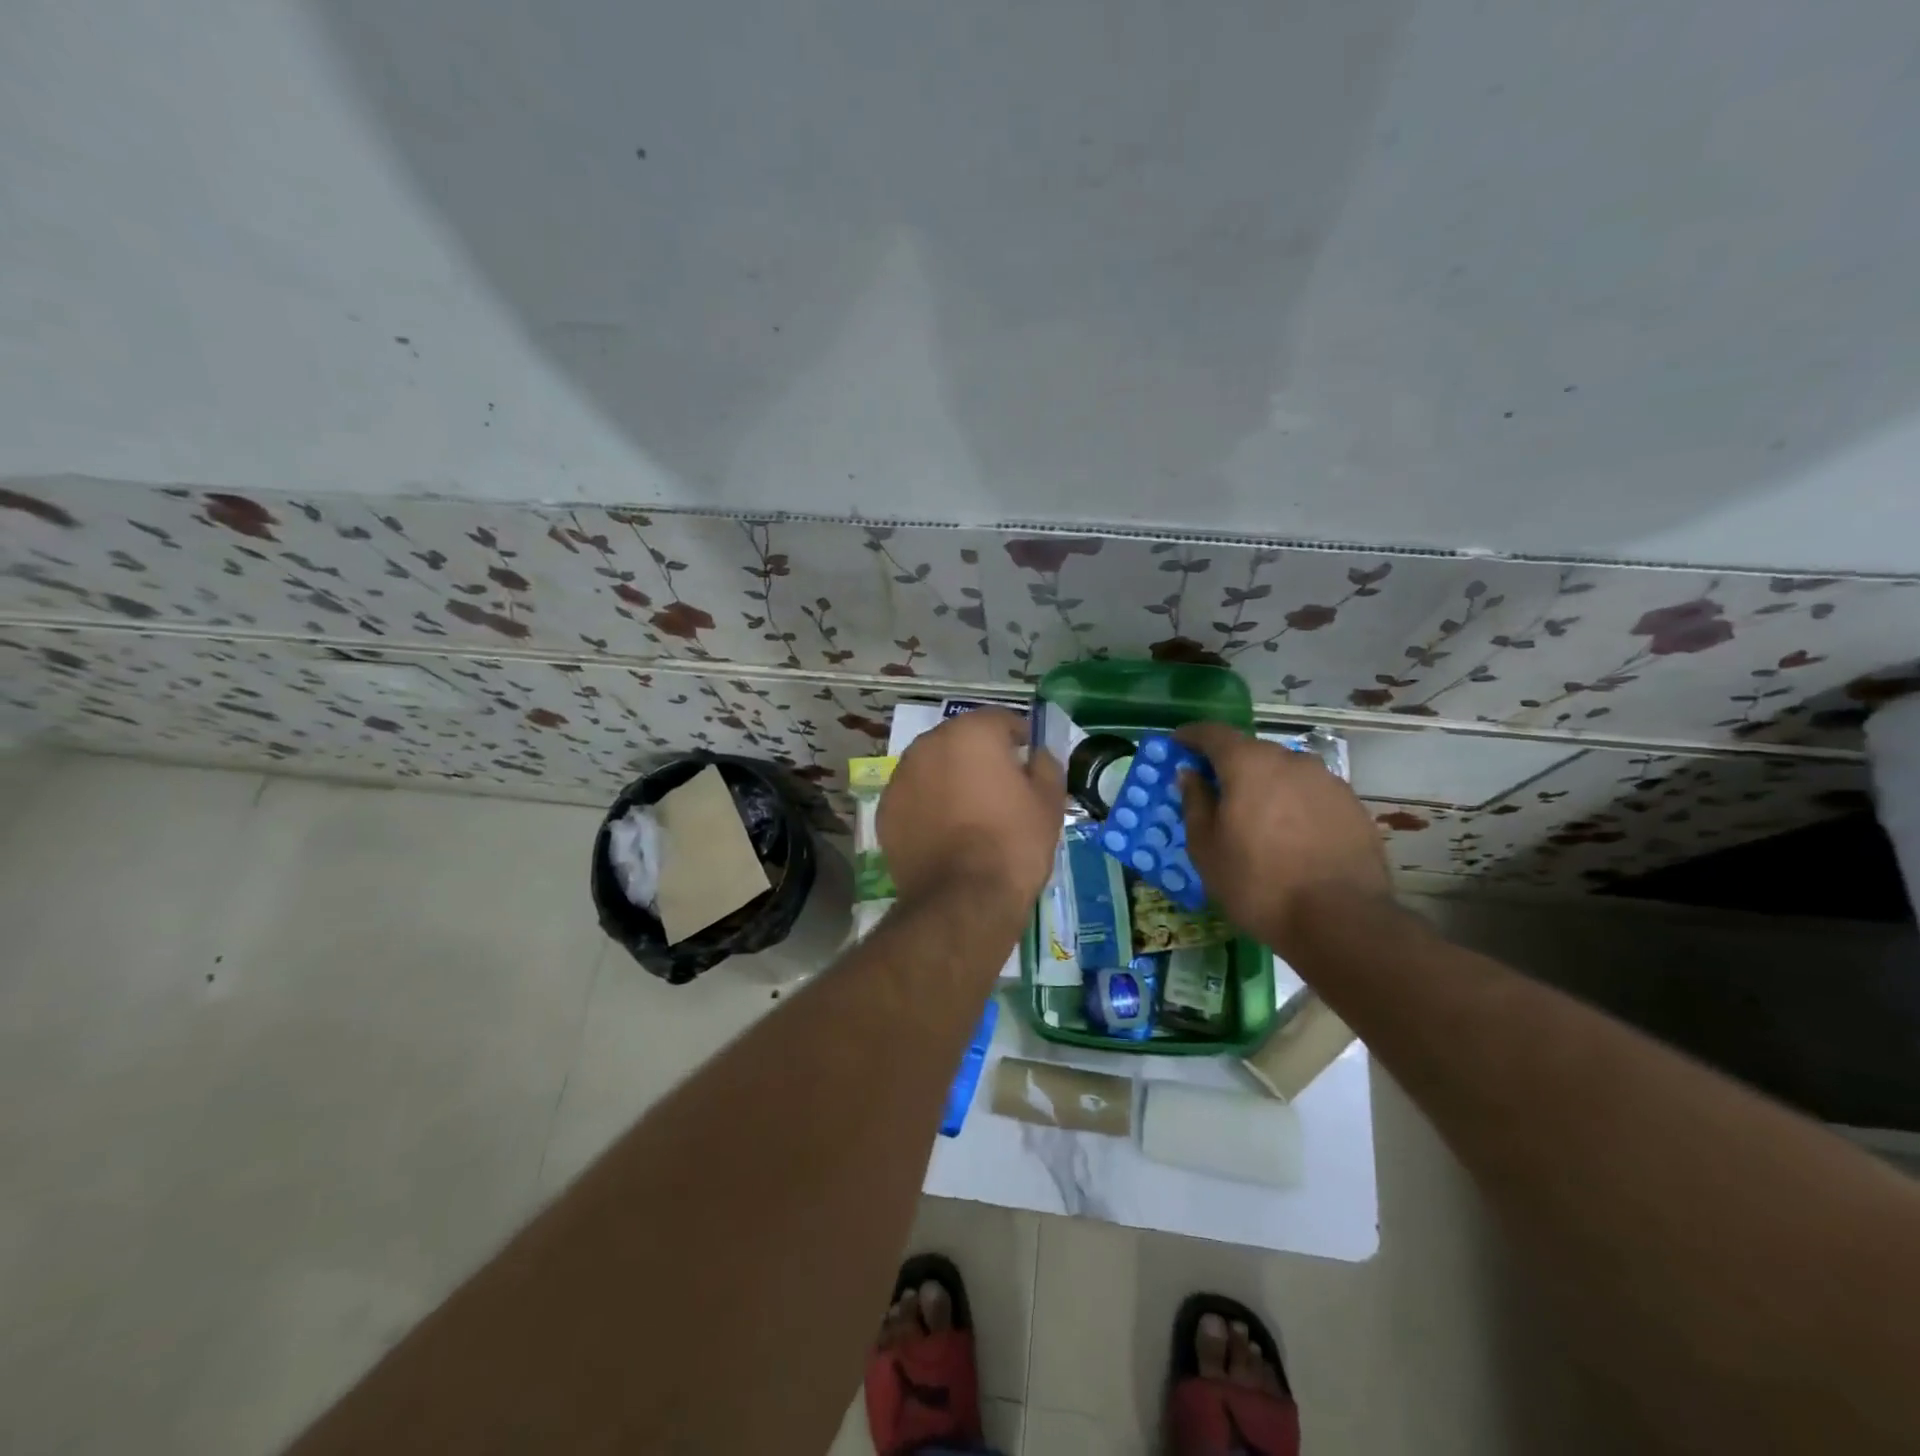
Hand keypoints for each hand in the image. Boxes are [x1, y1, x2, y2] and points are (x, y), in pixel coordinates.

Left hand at [879, 709, 1065, 912]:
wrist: (963, 899)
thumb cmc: (1014, 843)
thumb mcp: (1049, 802)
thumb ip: (1045, 766)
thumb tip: (1036, 755)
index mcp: (972, 733)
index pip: (1000, 719)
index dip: (1019, 737)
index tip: (1028, 759)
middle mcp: (929, 744)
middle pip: (961, 740)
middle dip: (979, 755)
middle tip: (999, 786)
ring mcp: (901, 776)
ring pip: (933, 766)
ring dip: (950, 777)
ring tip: (969, 810)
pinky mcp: (886, 809)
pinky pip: (915, 795)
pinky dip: (928, 803)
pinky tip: (944, 830)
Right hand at [1176, 722, 1391, 953]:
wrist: (1340, 921)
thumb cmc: (1257, 883)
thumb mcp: (1206, 847)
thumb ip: (1195, 802)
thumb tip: (1190, 774)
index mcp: (1249, 764)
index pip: (1214, 733)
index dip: (1192, 736)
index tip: (1178, 744)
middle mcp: (1291, 761)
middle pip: (1252, 752)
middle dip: (1229, 765)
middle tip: (1215, 791)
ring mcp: (1328, 781)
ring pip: (1285, 773)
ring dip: (1265, 786)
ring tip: (1255, 818)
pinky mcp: (1353, 806)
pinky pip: (1311, 794)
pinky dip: (1294, 805)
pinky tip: (1290, 836)